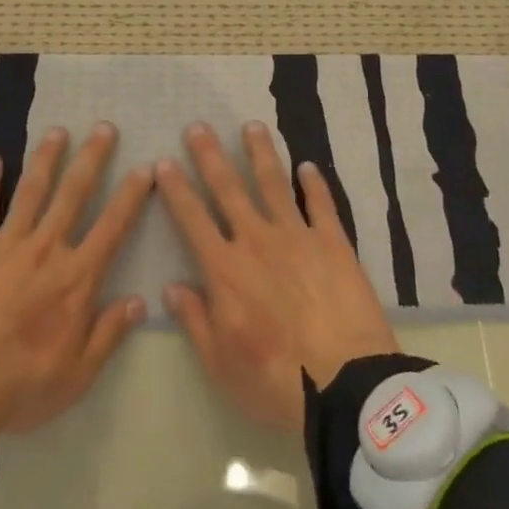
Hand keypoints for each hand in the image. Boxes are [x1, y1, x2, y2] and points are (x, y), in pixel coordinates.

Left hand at [0, 123, 152, 435]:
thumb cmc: (19, 385)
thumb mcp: (76, 375)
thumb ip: (109, 334)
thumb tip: (140, 300)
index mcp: (75, 278)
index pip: (112, 227)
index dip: (131, 196)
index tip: (145, 167)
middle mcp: (45, 249)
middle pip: (73, 194)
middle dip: (92, 159)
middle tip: (104, 127)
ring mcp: (5, 245)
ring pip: (31, 191)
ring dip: (46, 159)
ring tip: (57, 131)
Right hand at [156, 122, 398, 431]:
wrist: (345, 383)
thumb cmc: (275, 380)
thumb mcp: (220, 363)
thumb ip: (194, 320)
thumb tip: (171, 286)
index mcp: (225, 269)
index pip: (192, 219)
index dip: (176, 189)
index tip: (164, 162)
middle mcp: (257, 241)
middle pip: (229, 189)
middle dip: (211, 156)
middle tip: (199, 126)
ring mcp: (298, 236)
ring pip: (274, 184)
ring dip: (261, 153)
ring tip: (252, 126)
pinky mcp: (333, 242)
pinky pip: (321, 204)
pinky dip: (314, 183)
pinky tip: (307, 166)